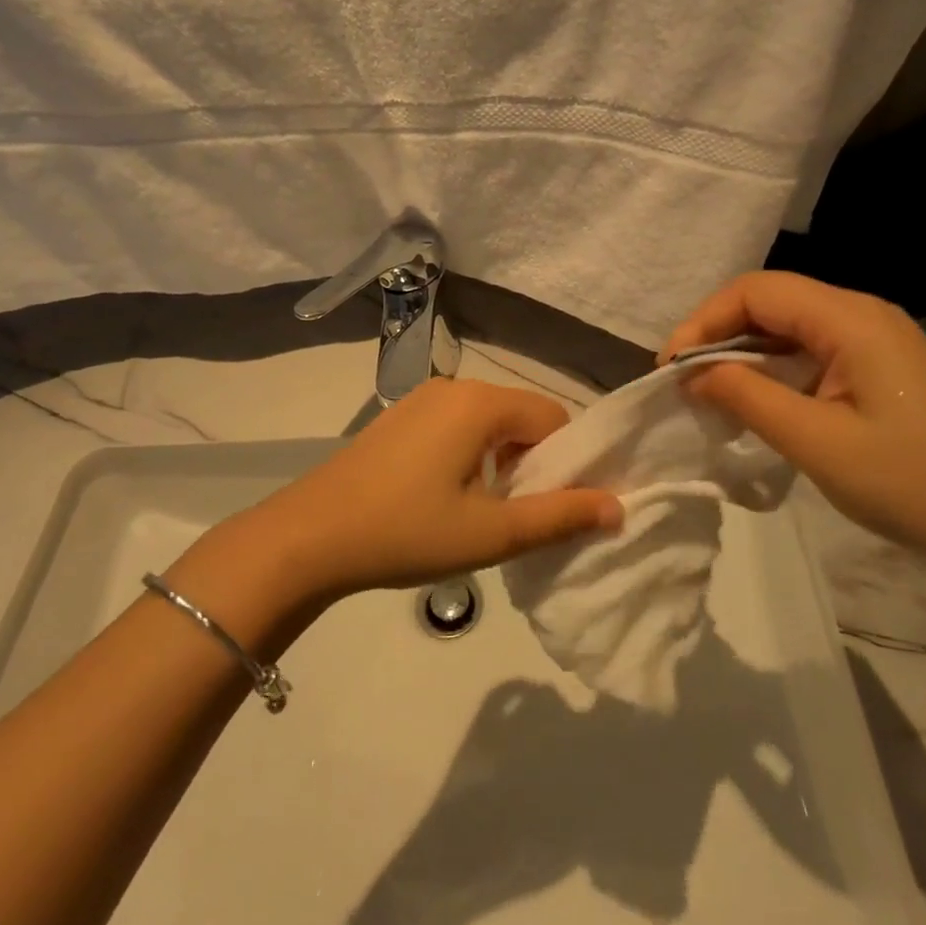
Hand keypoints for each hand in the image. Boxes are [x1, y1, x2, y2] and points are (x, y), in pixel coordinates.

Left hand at [236, 379, 622, 603]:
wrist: (308, 537)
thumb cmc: (406, 532)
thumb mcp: (491, 533)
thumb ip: (559, 517)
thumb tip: (617, 507)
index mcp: (481, 403)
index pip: (553, 418)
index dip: (566, 463)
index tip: (555, 508)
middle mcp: (456, 387)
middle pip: (522, 417)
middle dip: (533, 463)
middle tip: (517, 517)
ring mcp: (423, 399)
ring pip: (489, 422)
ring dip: (501, 461)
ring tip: (482, 513)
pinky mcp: (400, 417)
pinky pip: (457, 426)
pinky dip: (470, 455)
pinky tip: (446, 497)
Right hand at [662, 272, 925, 576]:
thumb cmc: (912, 484)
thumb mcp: (817, 443)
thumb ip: (746, 397)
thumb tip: (692, 373)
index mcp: (850, 318)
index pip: (757, 291)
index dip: (705, 320)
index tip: (671, 368)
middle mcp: (861, 313)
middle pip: (771, 300)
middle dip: (719, 333)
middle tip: (684, 380)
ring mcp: (874, 338)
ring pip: (788, 325)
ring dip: (744, 352)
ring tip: (710, 392)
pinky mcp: (878, 365)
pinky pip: (810, 349)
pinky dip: (773, 368)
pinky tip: (755, 400)